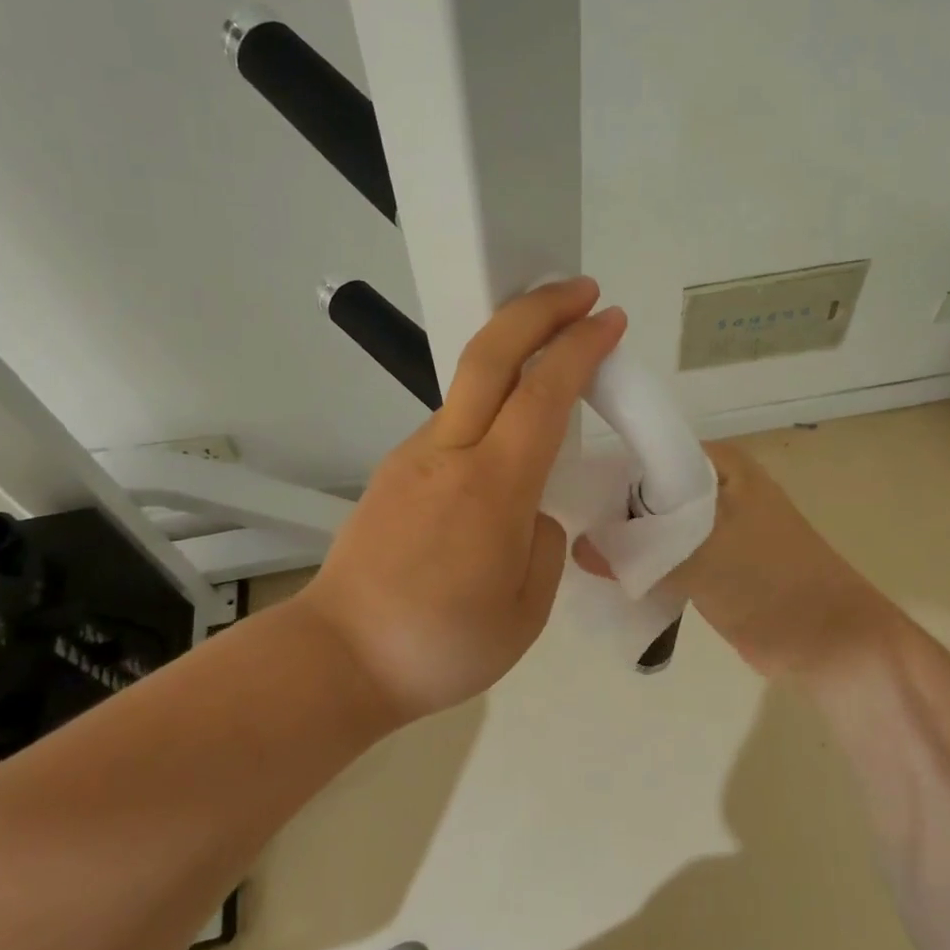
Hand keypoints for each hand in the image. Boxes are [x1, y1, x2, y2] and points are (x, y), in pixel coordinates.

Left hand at [298, 279, 626, 719]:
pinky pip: (454, 425)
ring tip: (554, 367)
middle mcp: (449, 453)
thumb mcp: (526, 610)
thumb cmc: (442, 645)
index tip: (610, 319)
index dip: (580, 348)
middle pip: (489, 353)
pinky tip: (508, 442)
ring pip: (469, 386)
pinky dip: (490, 407)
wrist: (339, 659)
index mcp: (492, 487)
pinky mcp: (394, 470)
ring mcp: (413, 456)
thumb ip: (545, 543)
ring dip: (515, 357)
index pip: (544, 394)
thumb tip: (533, 512)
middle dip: (538, 308)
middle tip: (580, 290)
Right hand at [577, 441, 893, 679]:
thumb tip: (578, 547)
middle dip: (612, 513)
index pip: (647, 452)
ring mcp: (713, 527)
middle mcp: (714, 487)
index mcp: (718, 464)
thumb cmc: (772, 582)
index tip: (565, 496)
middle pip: (646, 492)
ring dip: (625, 544)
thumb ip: (638, 550)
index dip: (608, 472)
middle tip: (561, 531)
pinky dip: (642, 567)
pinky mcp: (711, 564)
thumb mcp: (702, 557)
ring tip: (574, 556)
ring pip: (654, 527)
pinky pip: (665, 557)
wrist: (830, 642)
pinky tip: (606, 579)